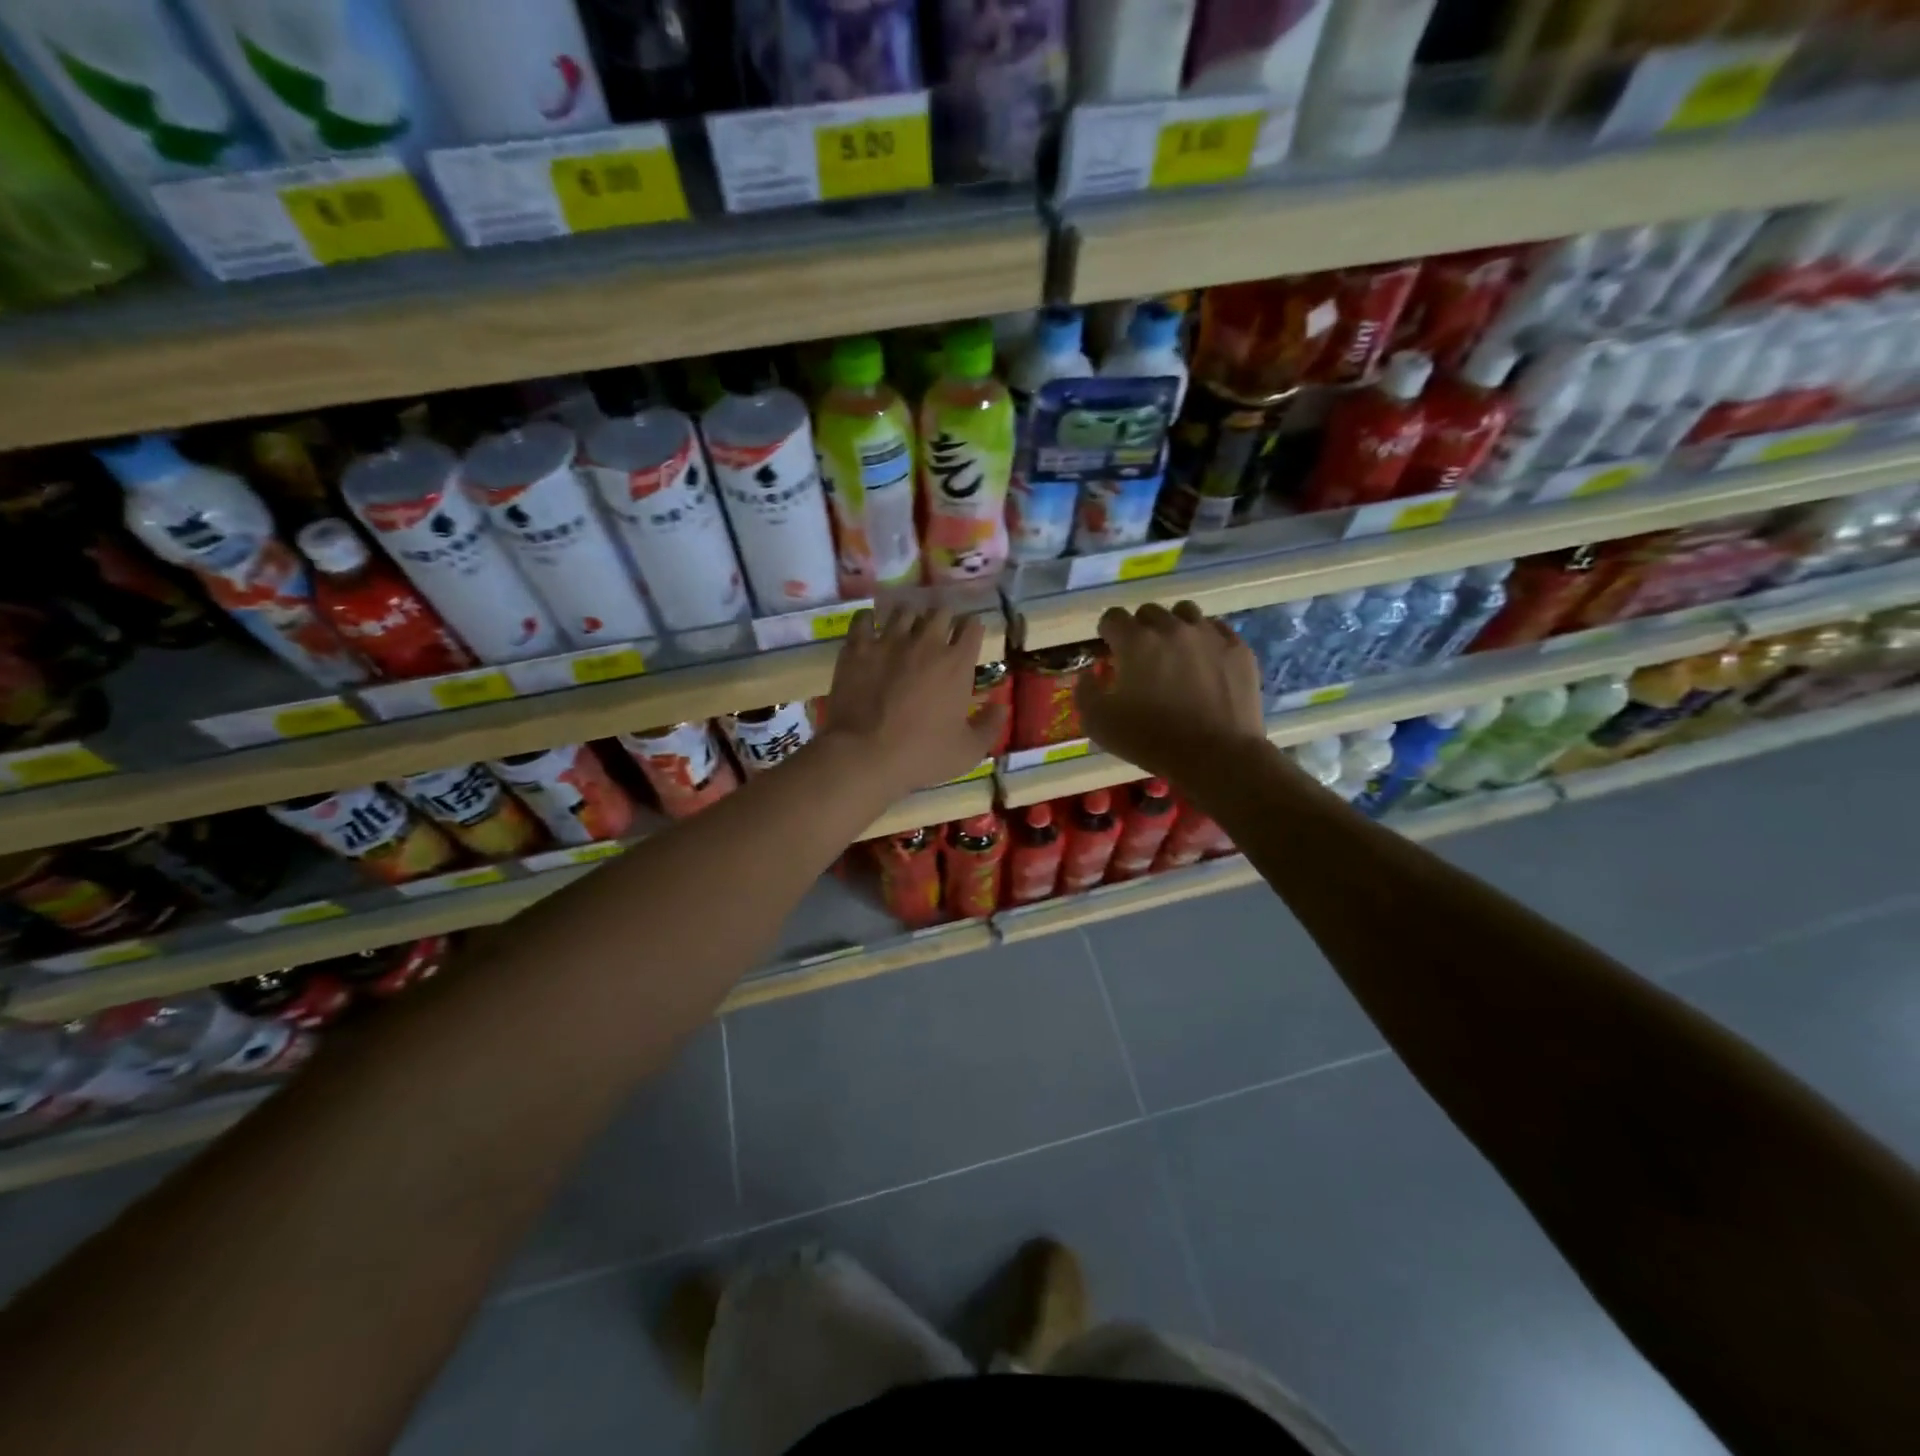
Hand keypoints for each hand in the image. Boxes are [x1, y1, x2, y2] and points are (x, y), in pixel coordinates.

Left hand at [821, 607, 1005, 799]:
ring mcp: (889, 641)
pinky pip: (864, 619)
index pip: (972, 627)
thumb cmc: (922, 755)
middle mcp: (926, 642)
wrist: (865, 755)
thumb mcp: (969, 751)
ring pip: (904, 610)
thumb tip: (1002, 706)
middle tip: (939, 632)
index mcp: (957, 663)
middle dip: (943, 618)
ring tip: (906, 627)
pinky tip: (871, 627)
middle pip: (940, 611)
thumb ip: (990, 725)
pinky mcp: (857, 648)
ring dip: (909, 616)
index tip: (969, 636)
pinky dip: (870, 619)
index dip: (972, 628)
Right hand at [1074, 602, 1266, 781]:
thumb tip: (1087, 675)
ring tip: (1175, 653)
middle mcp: (1171, 628)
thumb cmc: (1152, 739)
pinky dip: (1205, 639)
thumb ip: (1084, 693)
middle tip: (1142, 657)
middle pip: (1148, 612)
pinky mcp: (1238, 648)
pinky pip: (1216, 629)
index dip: (1108, 633)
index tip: (1111, 652)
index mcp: (1135, 641)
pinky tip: (1204, 662)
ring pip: (1185, 613)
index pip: (1113, 617)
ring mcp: (1209, 634)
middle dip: (1140, 629)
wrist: (1217, 756)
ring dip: (1173, 627)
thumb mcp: (1099, 724)